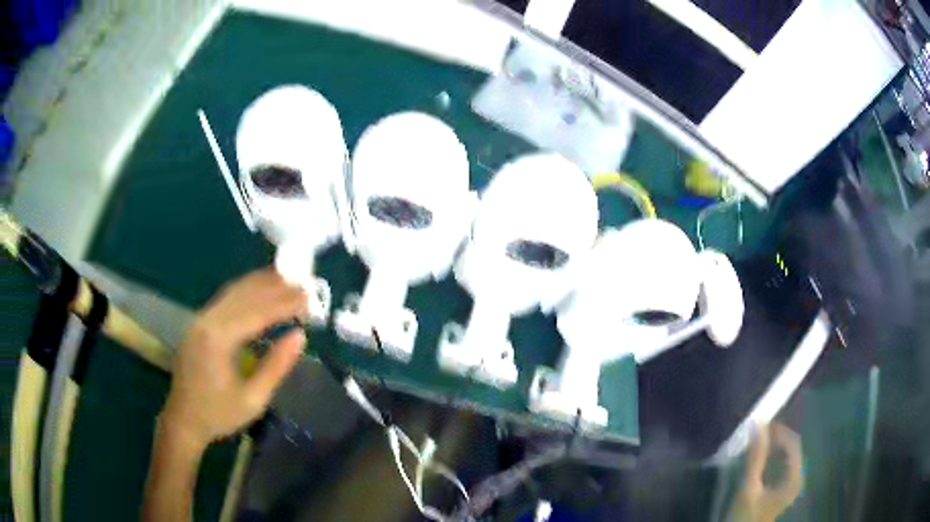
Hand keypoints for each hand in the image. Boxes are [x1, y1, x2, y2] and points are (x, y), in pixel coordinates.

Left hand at [159, 267, 307, 449]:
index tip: (309, 298)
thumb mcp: (254, 399)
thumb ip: (276, 366)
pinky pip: (225, 299)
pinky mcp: (199, 323)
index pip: (257, 312)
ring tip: (287, 279)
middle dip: (275, 287)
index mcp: (219, 340)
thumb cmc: (219, 414)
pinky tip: (260, 288)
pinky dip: (246, 291)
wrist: (183, 420)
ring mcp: (200, 319)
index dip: (284, 303)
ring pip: (233, 291)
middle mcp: (207, 321)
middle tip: (303, 284)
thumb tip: (300, 336)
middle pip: (245, 294)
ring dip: (260, 283)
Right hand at [730, 423, 803, 521]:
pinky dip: (773, 458)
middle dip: (776, 438)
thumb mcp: (748, 488)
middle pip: (791, 449)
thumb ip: (755, 458)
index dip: (779, 431)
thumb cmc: (746, 516)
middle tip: (758, 433)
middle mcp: (798, 478)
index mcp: (795, 478)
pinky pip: (783, 465)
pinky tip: (761, 459)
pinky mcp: (783, 489)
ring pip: (787, 456)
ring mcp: (791, 484)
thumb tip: (758, 425)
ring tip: (758, 443)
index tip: (761, 425)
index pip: (793, 444)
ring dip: (774, 447)